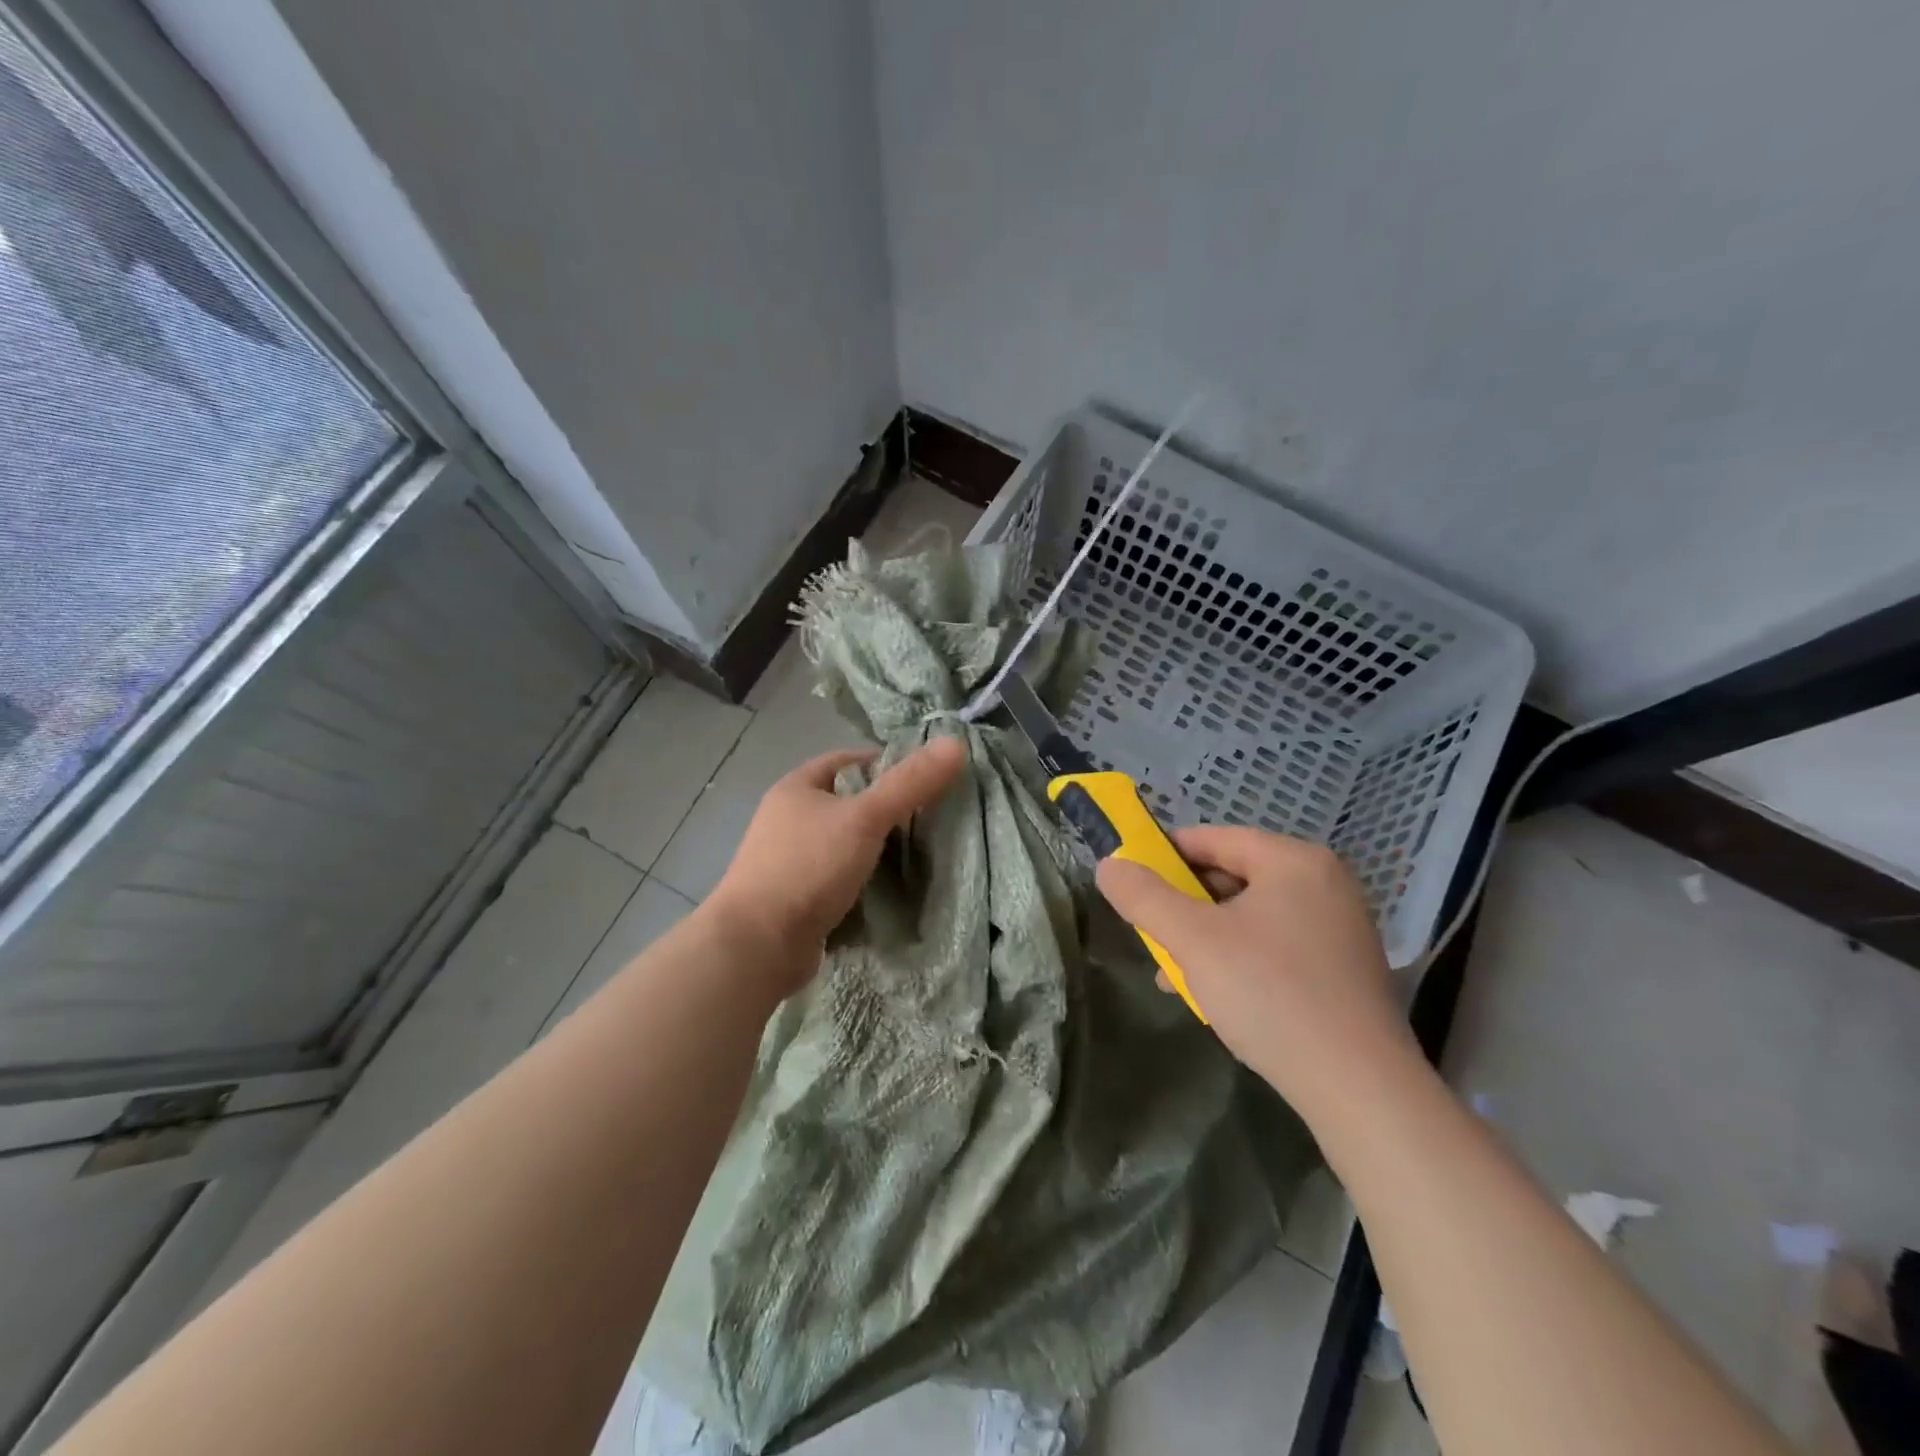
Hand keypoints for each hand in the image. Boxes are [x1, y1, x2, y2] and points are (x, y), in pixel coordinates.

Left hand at [708, 736, 966, 993]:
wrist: (757, 945)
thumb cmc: (807, 868)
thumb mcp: (864, 819)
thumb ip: (909, 784)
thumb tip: (956, 743)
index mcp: (796, 788)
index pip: (847, 762)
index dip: (885, 763)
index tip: (923, 778)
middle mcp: (787, 819)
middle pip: (846, 803)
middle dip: (884, 809)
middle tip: (929, 819)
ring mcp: (788, 861)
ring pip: (843, 843)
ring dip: (874, 848)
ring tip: (918, 855)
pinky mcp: (795, 898)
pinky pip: (837, 878)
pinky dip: (862, 881)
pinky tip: (890, 890)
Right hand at [1095, 826, 1418, 1112]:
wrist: (1360, 1090)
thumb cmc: (1270, 995)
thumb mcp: (1193, 941)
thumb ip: (1144, 897)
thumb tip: (1109, 865)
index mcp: (1294, 861)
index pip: (1213, 838)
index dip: (1164, 854)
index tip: (1130, 880)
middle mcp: (1324, 883)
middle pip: (1232, 877)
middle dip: (1184, 907)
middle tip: (1151, 934)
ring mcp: (1339, 927)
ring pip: (1250, 916)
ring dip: (1206, 939)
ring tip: (1173, 975)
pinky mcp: (1343, 969)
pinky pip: (1275, 946)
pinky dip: (1239, 960)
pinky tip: (1215, 996)